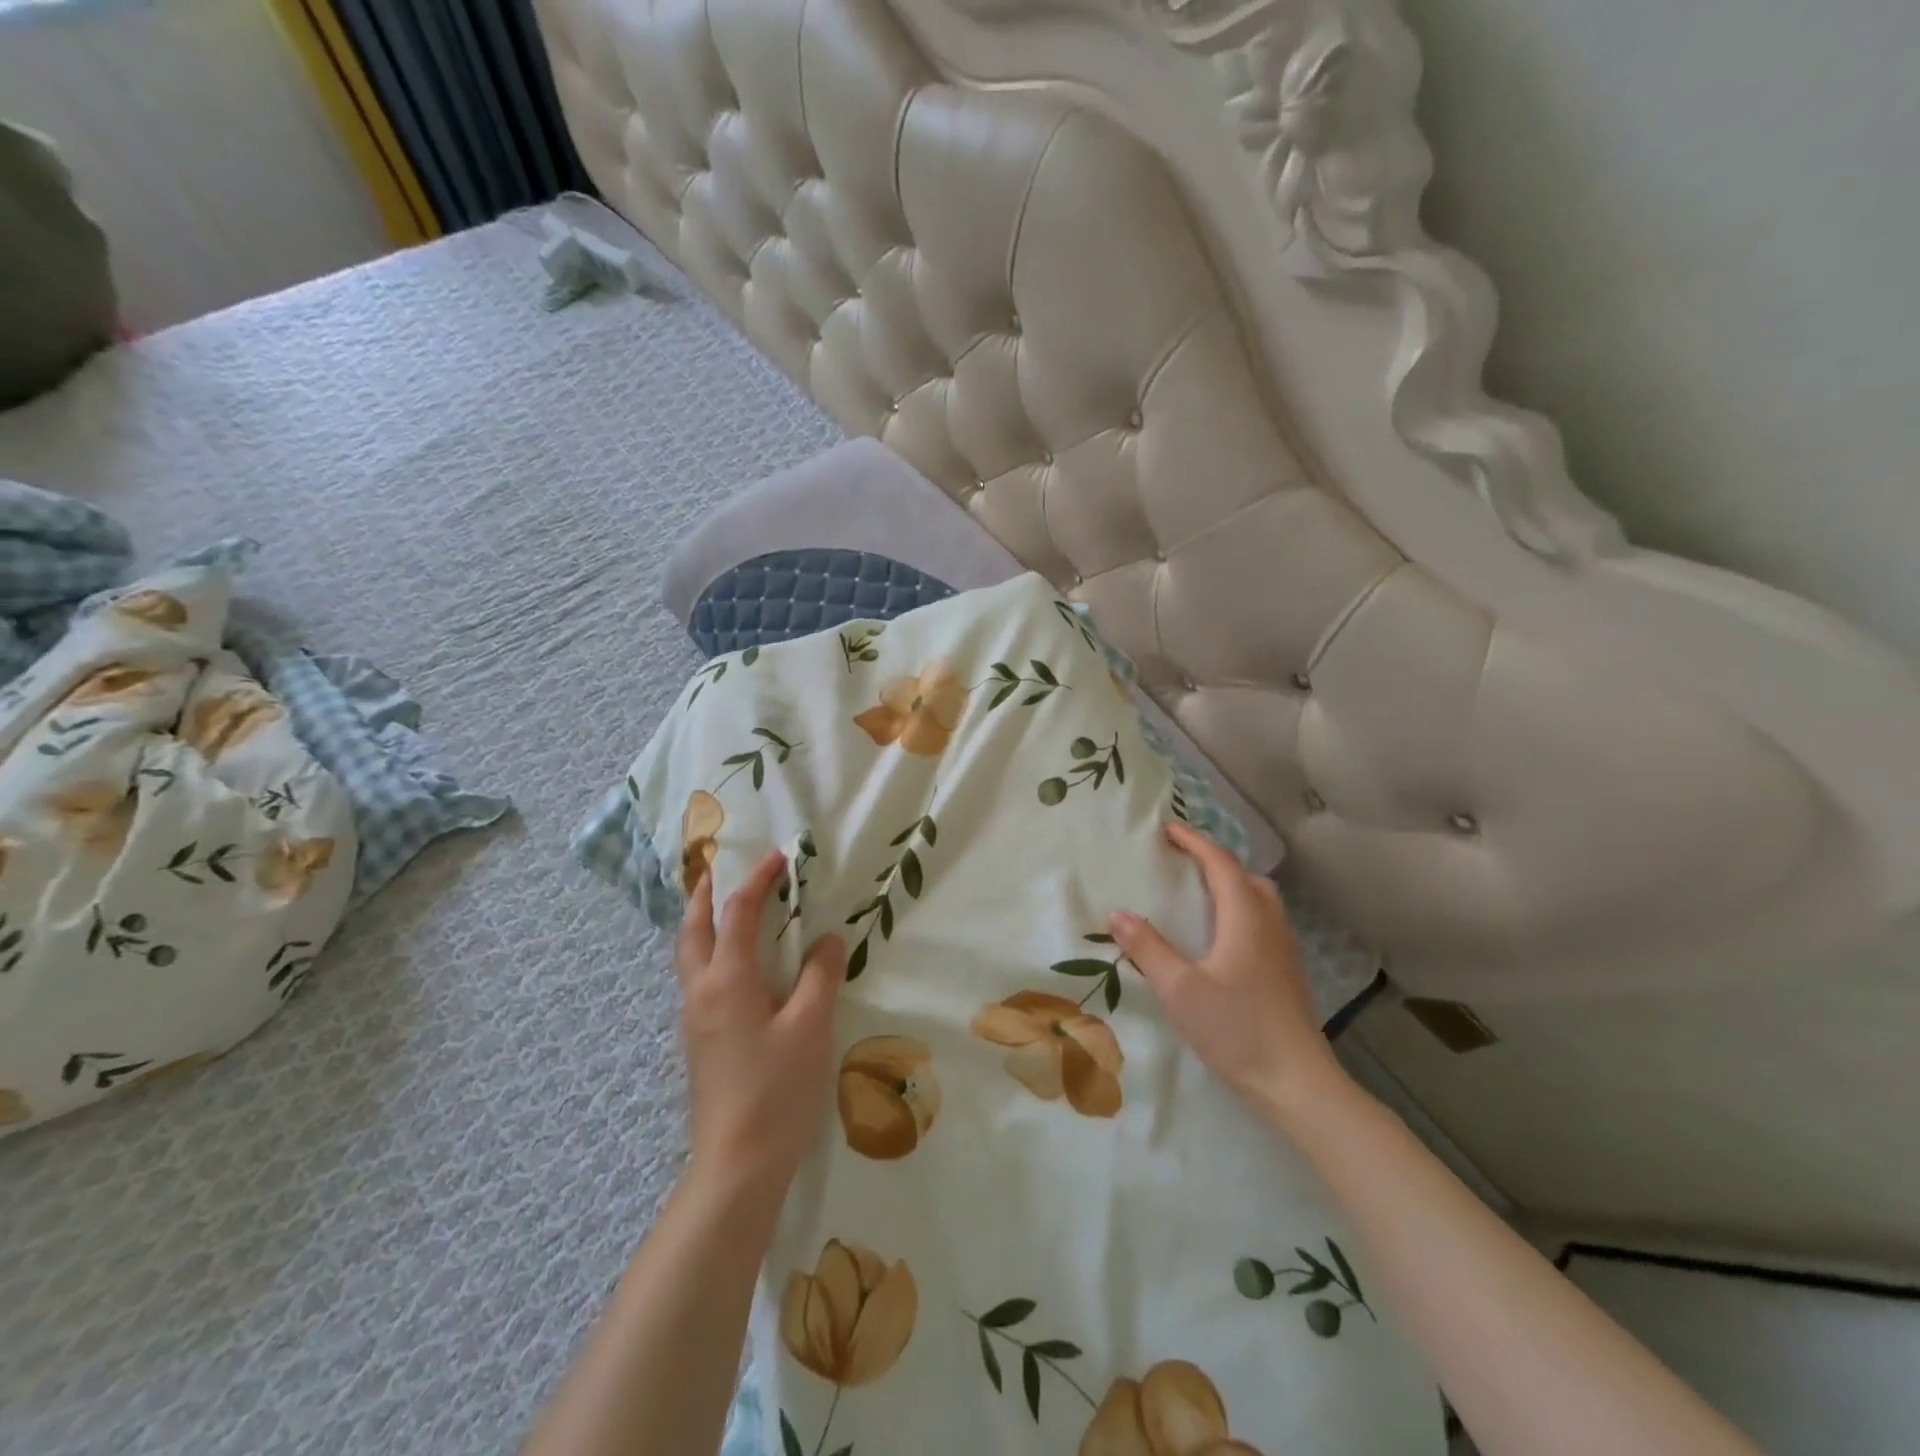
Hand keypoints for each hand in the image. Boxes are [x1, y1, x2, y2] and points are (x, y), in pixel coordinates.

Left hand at [676, 849, 845, 1202]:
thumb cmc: (777, 1090)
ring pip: (690, 957)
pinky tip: (738, 968)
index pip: (738, 914)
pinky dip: (711, 954)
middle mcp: (701, 993)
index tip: (779, 858)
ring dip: (703, 924)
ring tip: (726, 910)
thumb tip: (827, 940)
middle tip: (719, 870)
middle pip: (692, 930)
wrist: (737, 1167)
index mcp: (727, 981)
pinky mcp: (700, 1044)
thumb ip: (820, 976)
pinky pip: (699, 981)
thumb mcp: (811, 1026)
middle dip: (704, 895)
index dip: (758, 881)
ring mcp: (695, 1021)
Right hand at [1109, 821, 1348, 1121]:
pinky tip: (1219, 933)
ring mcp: (1283, 946)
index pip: (1220, 862)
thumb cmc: (1237, 1030)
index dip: (1193, 841)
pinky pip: (1261, 917)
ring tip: (1197, 889)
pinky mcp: (1286, 969)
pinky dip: (1238, 905)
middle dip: (1212, 858)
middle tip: (1179, 857)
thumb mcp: (1181, 989)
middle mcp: (1269, 922)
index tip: (1166, 829)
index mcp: (1245, 916)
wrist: (1298, 1083)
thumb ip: (1148, 948)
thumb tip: (1116, 912)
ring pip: (1257, 896)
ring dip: (1228, 881)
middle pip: (1244, 873)